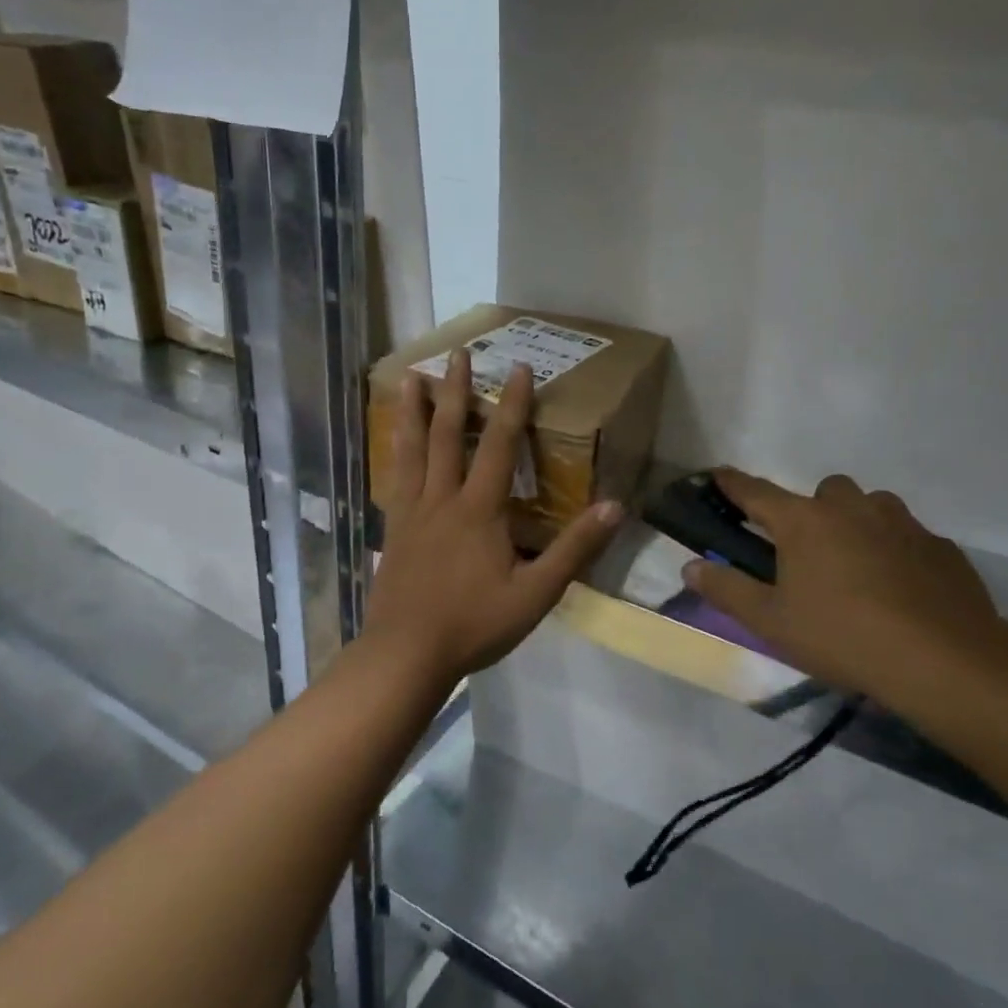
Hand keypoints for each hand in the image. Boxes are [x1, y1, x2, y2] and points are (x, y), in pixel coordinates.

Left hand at [363, 349, 624, 687]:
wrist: (406, 654)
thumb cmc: (474, 624)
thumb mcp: (536, 593)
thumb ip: (574, 549)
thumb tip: (614, 507)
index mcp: (479, 510)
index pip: (500, 445)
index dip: (513, 405)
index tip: (520, 368)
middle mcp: (442, 499)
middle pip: (447, 434)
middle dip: (456, 391)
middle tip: (458, 354)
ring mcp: (411, 512)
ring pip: (412, 450)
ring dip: (413, 411)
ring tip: (411, 378)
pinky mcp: (393, 530)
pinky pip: (395, 478)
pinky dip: (395, 451)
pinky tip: (393, 444)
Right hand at [683, 468, 1007, 703]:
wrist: (944, 660)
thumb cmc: (842, 636)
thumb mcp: (771, 622)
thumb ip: (727, 590)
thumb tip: (690, 567)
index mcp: (804, 522)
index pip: (755, 492)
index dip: (732, 484)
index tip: (717, 475)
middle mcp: (851, 508)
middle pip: (823, 491)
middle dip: (811, 511)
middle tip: (808, 553)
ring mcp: (901, 522)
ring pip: (870, 506)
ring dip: (857, 524)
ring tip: (856, 568)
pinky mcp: (940, 545)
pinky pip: (908, 536)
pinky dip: (896, 550)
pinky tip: (899, 588)